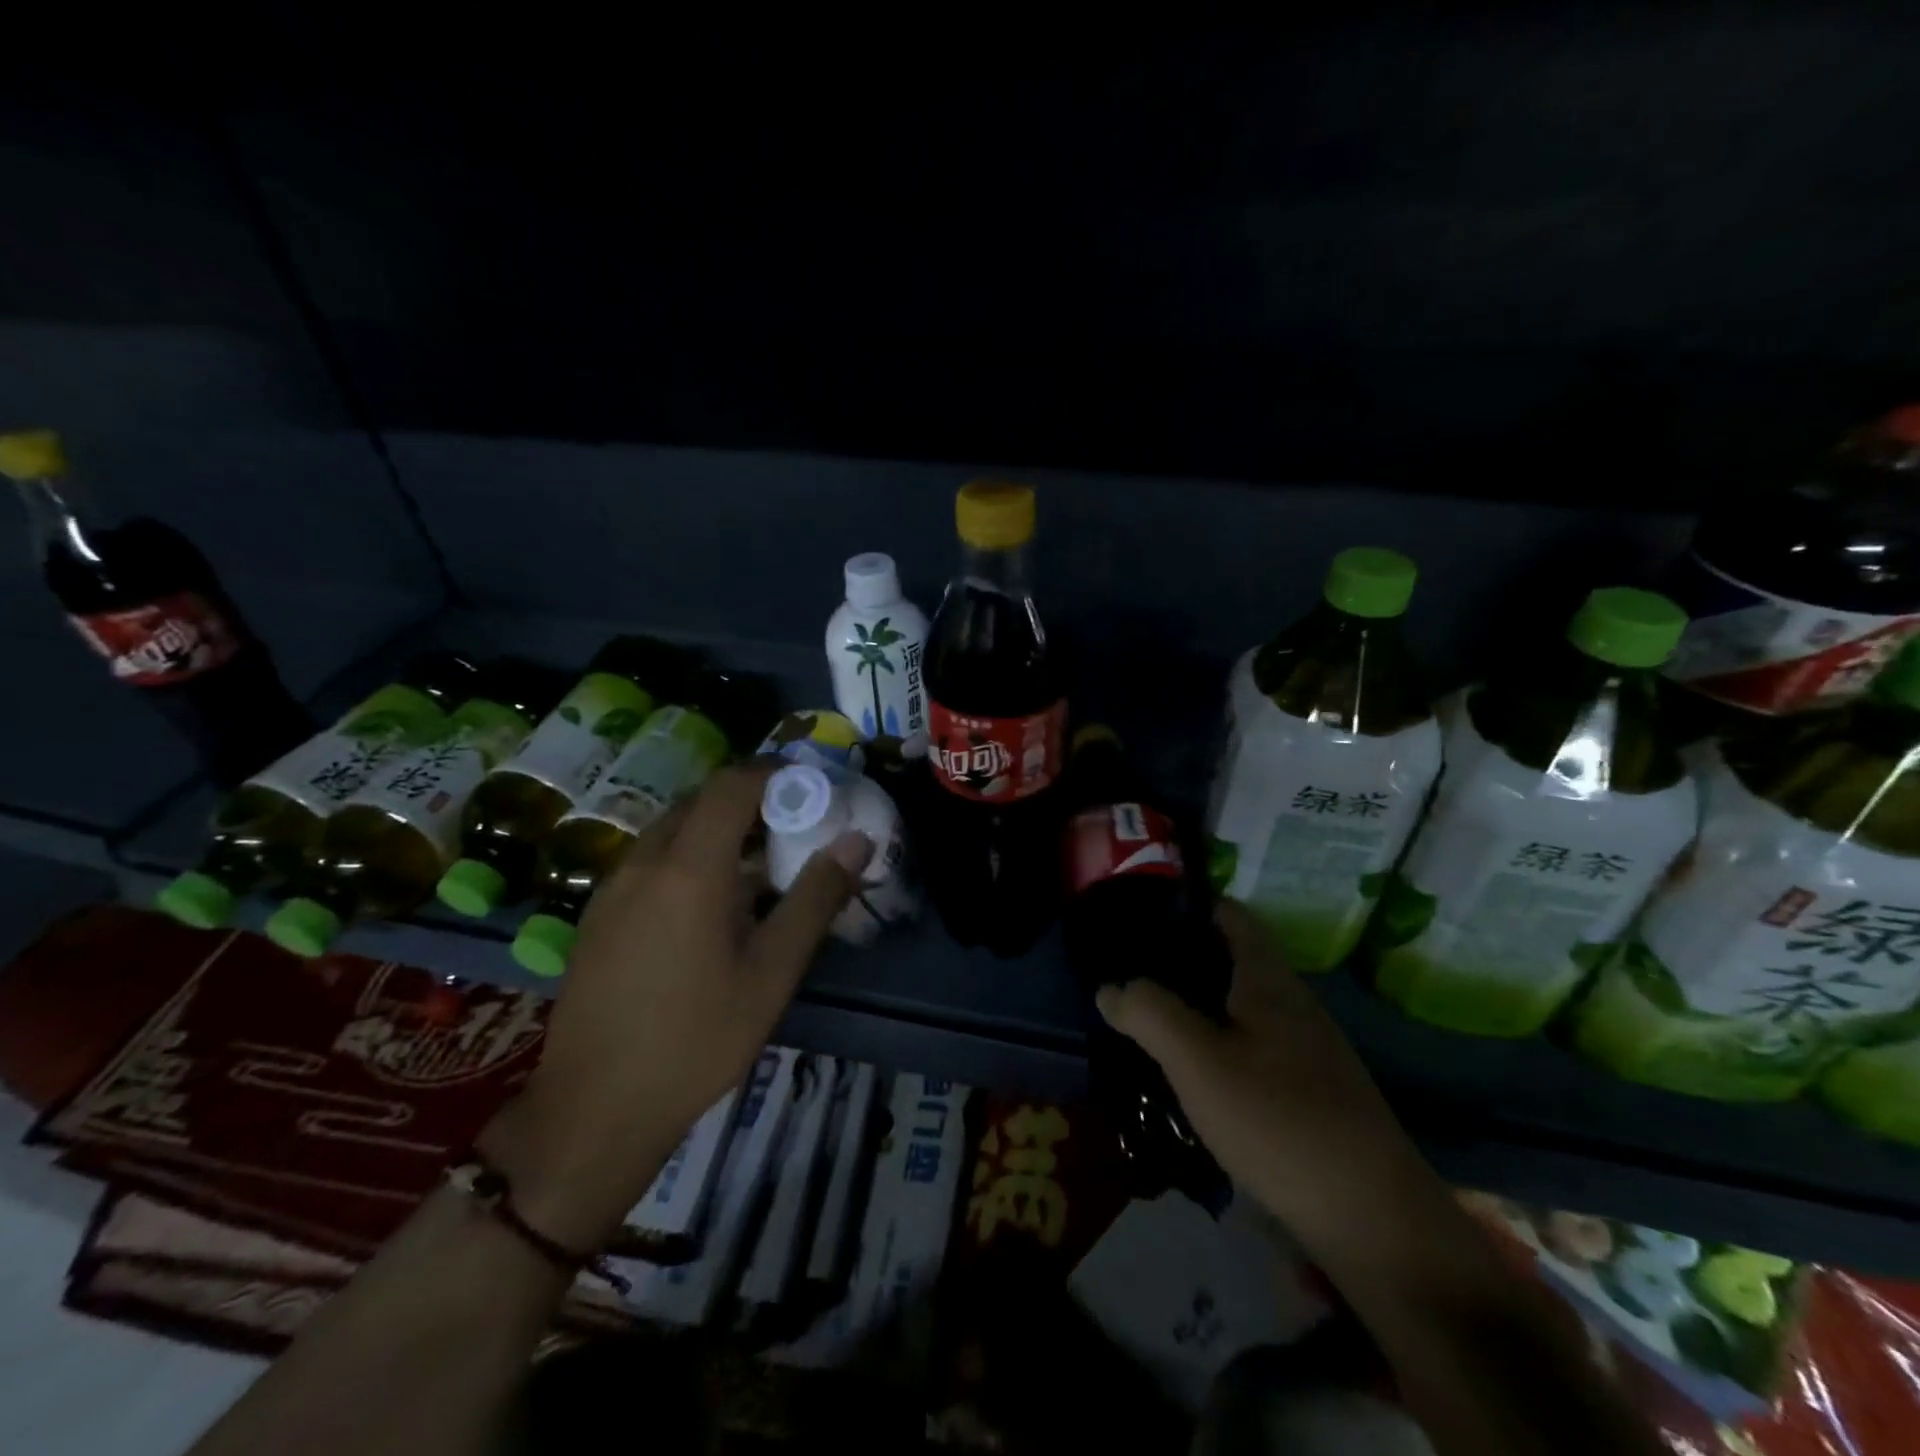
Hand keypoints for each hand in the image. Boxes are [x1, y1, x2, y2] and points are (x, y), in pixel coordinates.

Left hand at [482, 764, 872, 1248]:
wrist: (594, 1111)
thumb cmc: (697, 1039)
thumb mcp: (773, 972)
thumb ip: (816, 898)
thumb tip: (857, 840)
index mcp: (688, 868)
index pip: (732, 785)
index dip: (774, 773)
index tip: (812, 787)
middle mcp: (643, 862)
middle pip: (700, 800)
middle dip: (750, 798)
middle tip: (794, 825)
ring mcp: (612, 887)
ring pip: (671, 828)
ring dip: (717, 827)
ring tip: (758, 864)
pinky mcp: (596, 914)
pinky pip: (650, 858)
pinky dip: (688, 854)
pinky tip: (710, 904)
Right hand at [1096, 899, 1432, 1254]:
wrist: (1374, 1221)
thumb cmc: (1279, 1121)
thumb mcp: (1198, 1062)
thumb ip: (1150, 1014)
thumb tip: (1111, 987)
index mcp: (1268, 980)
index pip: (1230, 915)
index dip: (1187, 906)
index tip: (1140, 921)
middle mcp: (1293, 1002)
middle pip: (1233, 959)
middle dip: (1182, 962)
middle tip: (1130, 979)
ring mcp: (1309, 1049)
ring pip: (1242, 1006)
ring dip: (1198, 1007)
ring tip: (1151, 1025)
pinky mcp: (1313, 1091)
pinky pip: (1254, 1046)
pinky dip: (1219, 1045)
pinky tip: (1195, 1078)